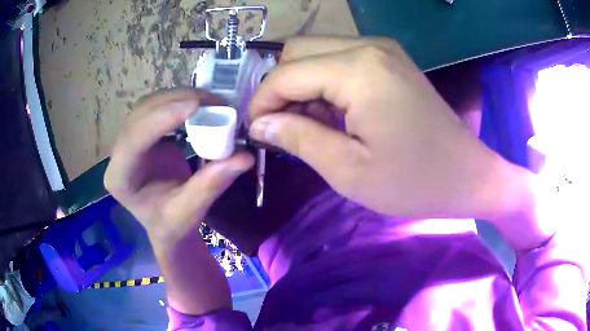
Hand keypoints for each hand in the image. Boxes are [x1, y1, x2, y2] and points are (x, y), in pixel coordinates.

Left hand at [105, 89, 253, 245]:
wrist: (165, 223)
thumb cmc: (171, 225)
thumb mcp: (189, 213)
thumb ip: (210, 185)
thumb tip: (244, 157)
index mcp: (120, 178)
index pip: (133, 140)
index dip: (161, 119)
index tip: (196, 106)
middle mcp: (118, 154)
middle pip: (140, 114)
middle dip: (175, 102)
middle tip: (213, 102)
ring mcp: (128, 140)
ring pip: (148, 104)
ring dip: (179, 97)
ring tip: (210, 102)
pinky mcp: (142, 132)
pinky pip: (157, 107)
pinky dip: (179, 102)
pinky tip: (199, 106)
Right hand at [248, 37, 525, 221]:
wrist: (467, 175)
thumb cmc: (414, 181)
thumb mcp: (349, 171)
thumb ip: (298, 138)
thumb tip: (259, 124)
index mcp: (358, 70)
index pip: (285, 74)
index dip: (262, 103)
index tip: (256, 133)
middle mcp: (368, 46)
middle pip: (297, 51)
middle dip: (279, 87)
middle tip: (282, 126)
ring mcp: (382, 49)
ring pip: (316, 51)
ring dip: (301, 83)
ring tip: (308, 123)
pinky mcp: (390, 59)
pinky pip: (339, 58)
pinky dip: (324, 81)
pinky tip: (333, 112)